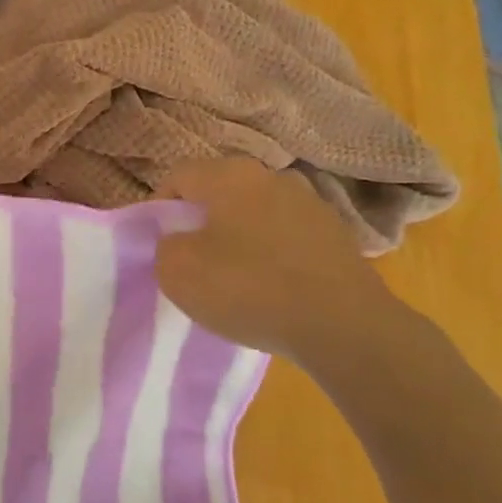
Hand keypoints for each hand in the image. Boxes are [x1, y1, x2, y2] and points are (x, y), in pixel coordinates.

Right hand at [155, 158, 408, 368]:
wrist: (343, 327)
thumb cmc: (248, 288)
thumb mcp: (177, 270)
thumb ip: (165, 245)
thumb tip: (181, 240)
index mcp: (230, 175)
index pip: (179, 176)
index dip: (159, 207)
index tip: (158, 242)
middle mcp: (273, 177)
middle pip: (220, 191)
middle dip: (202, 220)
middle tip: (192, 257)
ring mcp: (311, 204)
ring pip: (256, 213)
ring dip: (240, 236)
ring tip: (235, 275)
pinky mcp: (338, 236)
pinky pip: (287, 237)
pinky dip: (273, 254)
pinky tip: (272, 287)